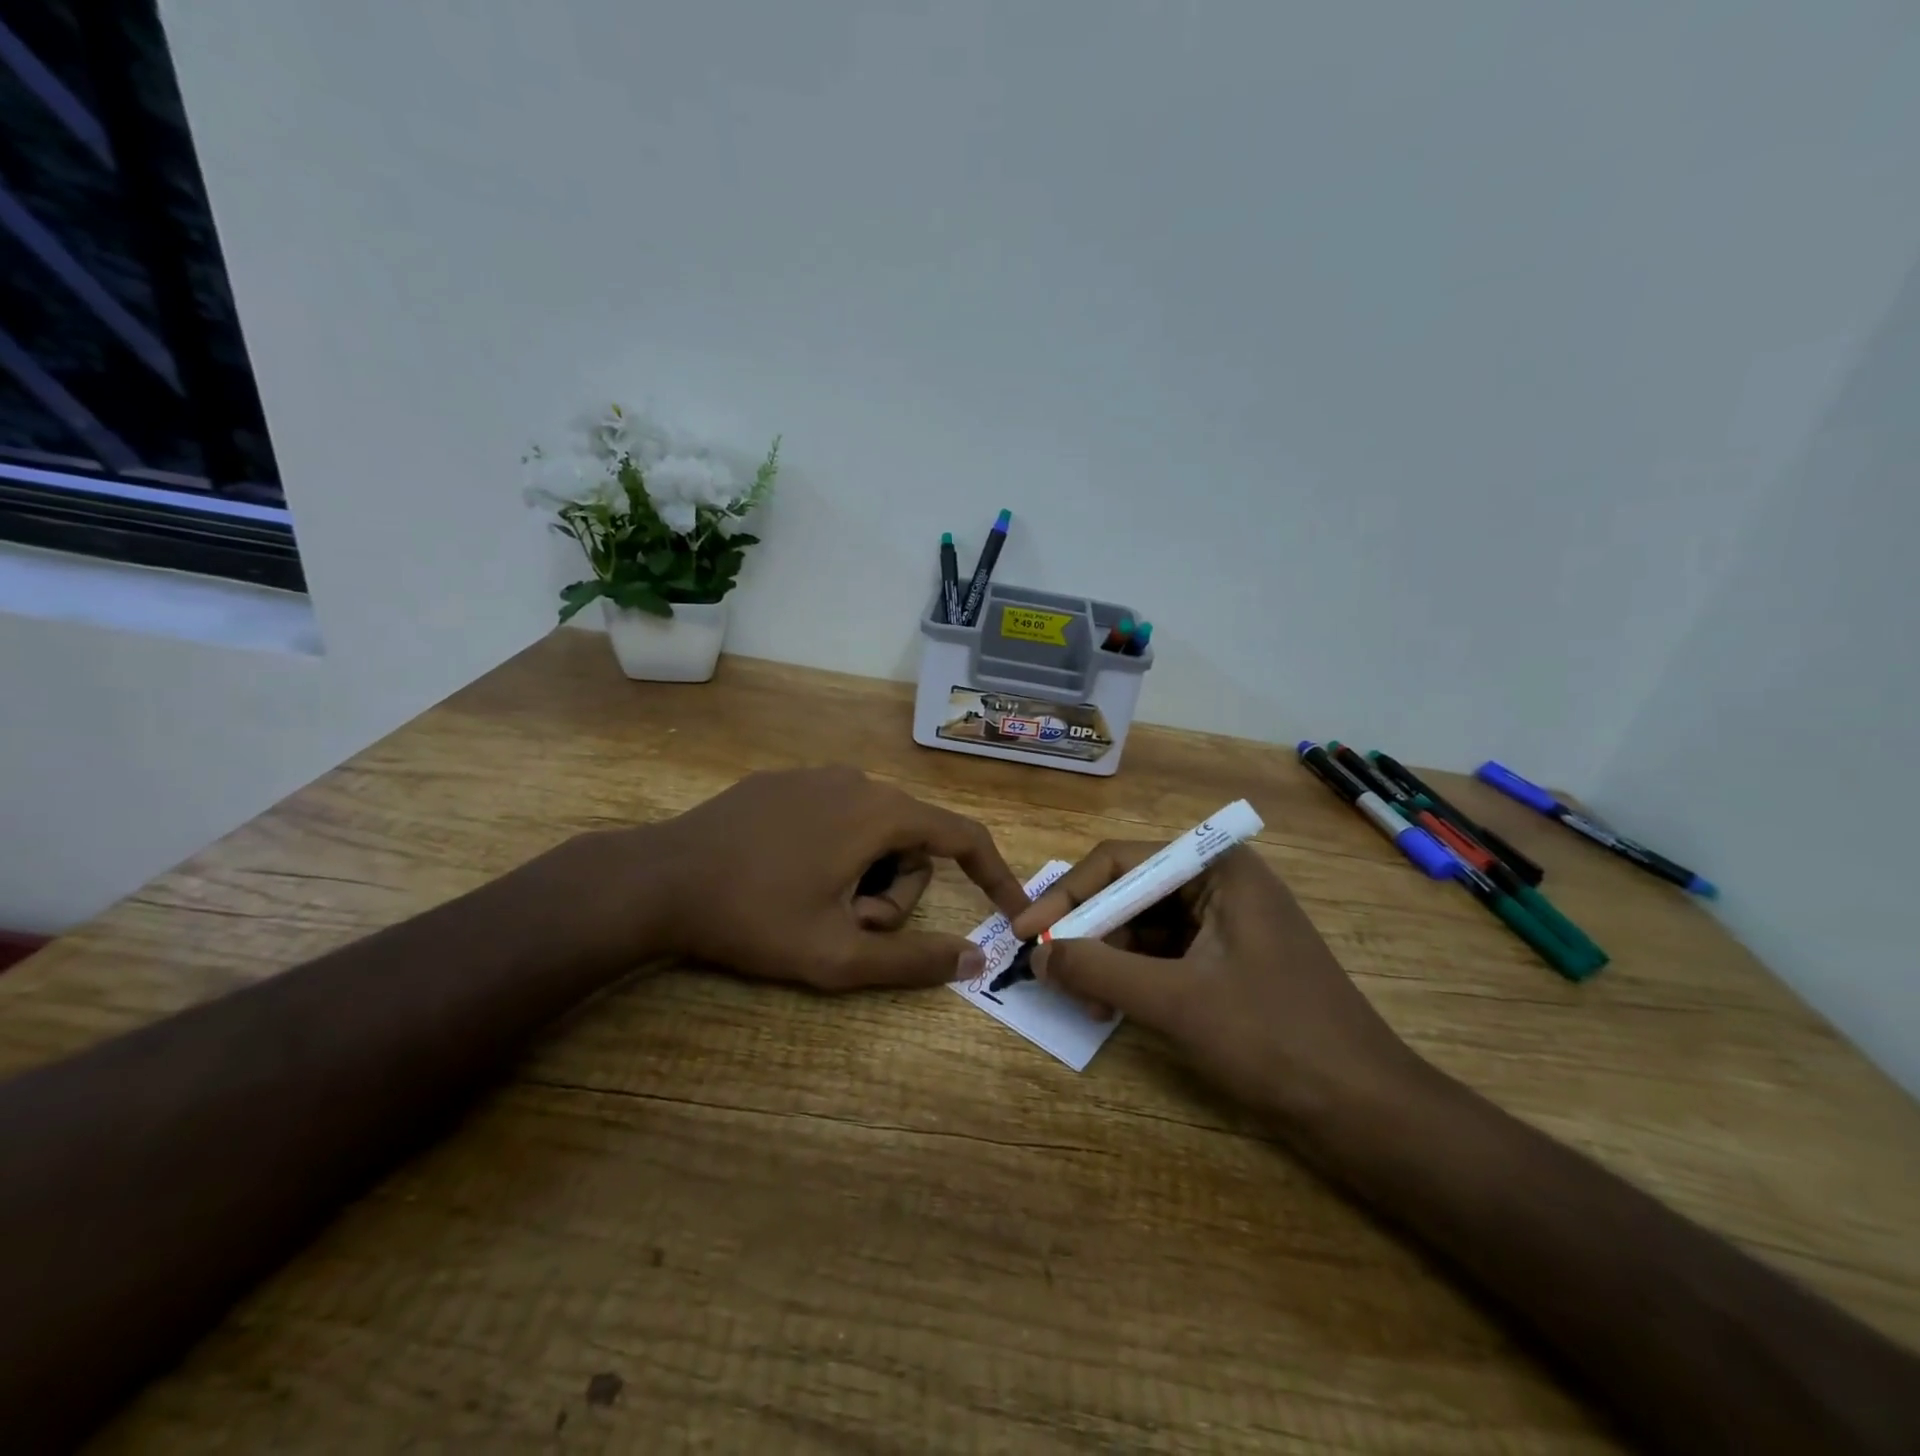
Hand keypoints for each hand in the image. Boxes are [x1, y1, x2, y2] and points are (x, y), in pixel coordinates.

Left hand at [632, 767, 1028, 989]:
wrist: (658, 880)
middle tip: (848, 928)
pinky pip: (837, 816)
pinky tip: (787, 878)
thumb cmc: (754, 918)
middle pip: (912, 842)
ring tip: (814, 907)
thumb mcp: (837, 955)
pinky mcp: (783, 782)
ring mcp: (817, 776)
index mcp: (881, 813)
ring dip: (863, 876)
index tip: (1011, 908)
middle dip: (894, 892)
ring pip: (874, 830)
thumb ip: (914, 961)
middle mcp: (858, 781)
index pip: (962, 837)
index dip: (994, 874)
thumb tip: (977, 959)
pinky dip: (835, 852)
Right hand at [1009, 843, 1424, 1129]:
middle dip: (1089, 933)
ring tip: (1084, 1001)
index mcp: (1218, 868)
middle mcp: (1222, 883)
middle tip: (1052, 974)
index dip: (1067, 897)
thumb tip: (1038, 954)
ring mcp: (1230, 924)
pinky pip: (1166, 954)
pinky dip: (1135, 977)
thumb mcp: (1176, 1002)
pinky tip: (1113, 1006)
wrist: (1369, 1114)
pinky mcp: (1231, 961)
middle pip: (1132, 892)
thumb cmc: (1274, 1040)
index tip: (1026, 933)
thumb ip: (1098, 971)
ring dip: (1109, 958)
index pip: (1121, 861)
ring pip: (1146, 926)